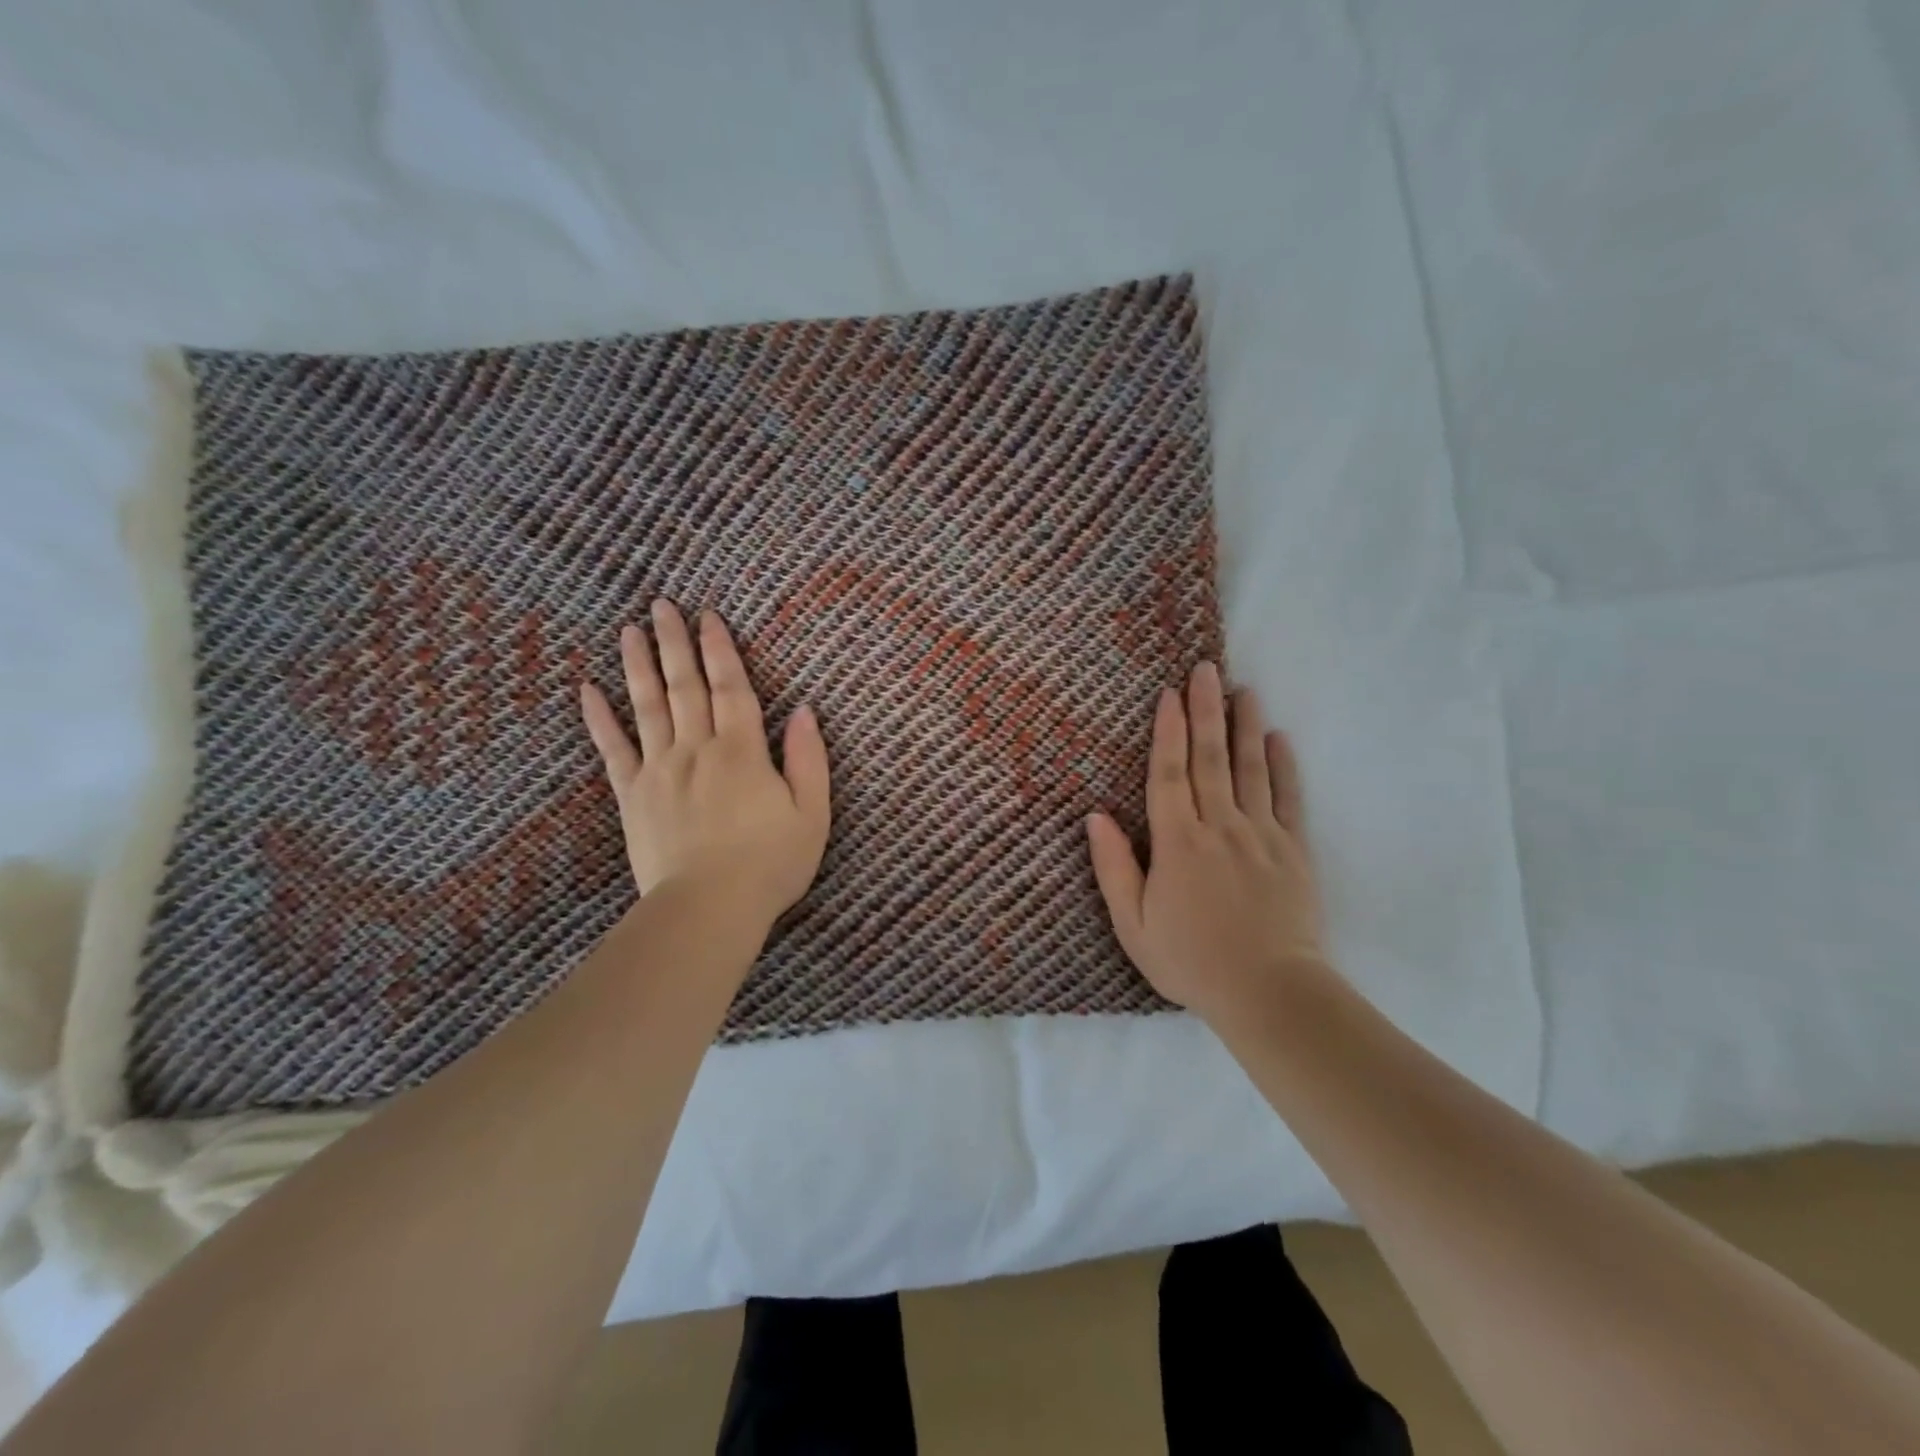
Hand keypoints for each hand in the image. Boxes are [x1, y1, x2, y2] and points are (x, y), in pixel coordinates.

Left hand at [579, 600, 830, 933]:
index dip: (721, 649)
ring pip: (647, 707)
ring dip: (638, 666)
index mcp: (742, 751)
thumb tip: (805, 710)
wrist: (709, 908)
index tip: (708, 616)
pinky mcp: (633, 796)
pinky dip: (599, 719)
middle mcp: (697, 749)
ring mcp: (660, 770)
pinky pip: (613, 750)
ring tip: (629, 630)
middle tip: (661, 605)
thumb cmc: (770, 864)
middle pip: (685, 686)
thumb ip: (809, 759)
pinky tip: (588, 689)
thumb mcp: (812, 813)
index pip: (731, 688)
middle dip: (675, 643)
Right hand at [1087, 663, 1326, 1022]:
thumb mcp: (1133, 925)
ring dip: (1245, 727)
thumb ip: (1114, 868)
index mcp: (1178, 843)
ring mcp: (1262, 835)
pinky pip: (1288, 799)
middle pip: (1211, 759)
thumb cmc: (1191, 961)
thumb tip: (1095, 818)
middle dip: (1206, 711)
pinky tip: (1280, 739)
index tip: (1169, 694)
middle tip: (1206, 669)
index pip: (1169, 775)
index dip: (1168, 732)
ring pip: (1251, 770)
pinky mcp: (1294, 851)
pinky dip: (1284, 766)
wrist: (1270, 993)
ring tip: (1243, 690)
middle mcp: (1220, 827)